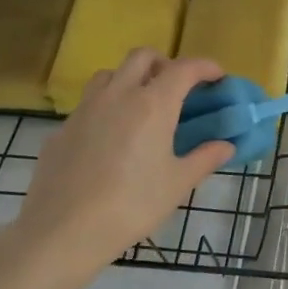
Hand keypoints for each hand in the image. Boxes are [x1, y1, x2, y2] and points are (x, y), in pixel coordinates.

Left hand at [0, 51, 234, 288]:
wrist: (62, 232)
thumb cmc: (132, 206)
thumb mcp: (178, 184)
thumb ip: (204, 158)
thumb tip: (226, 146)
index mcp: (152, 105)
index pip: (184, 68)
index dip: (205, 67)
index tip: (217, 77)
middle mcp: (118, 96)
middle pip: (142, 57)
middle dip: (165, 64)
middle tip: (177, 88)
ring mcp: (85, 110)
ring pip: (110, 75)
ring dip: (130, 79)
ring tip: (141, 107)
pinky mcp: (61, 130)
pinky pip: (88, 105)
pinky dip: (106, 109)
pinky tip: (110, 141)